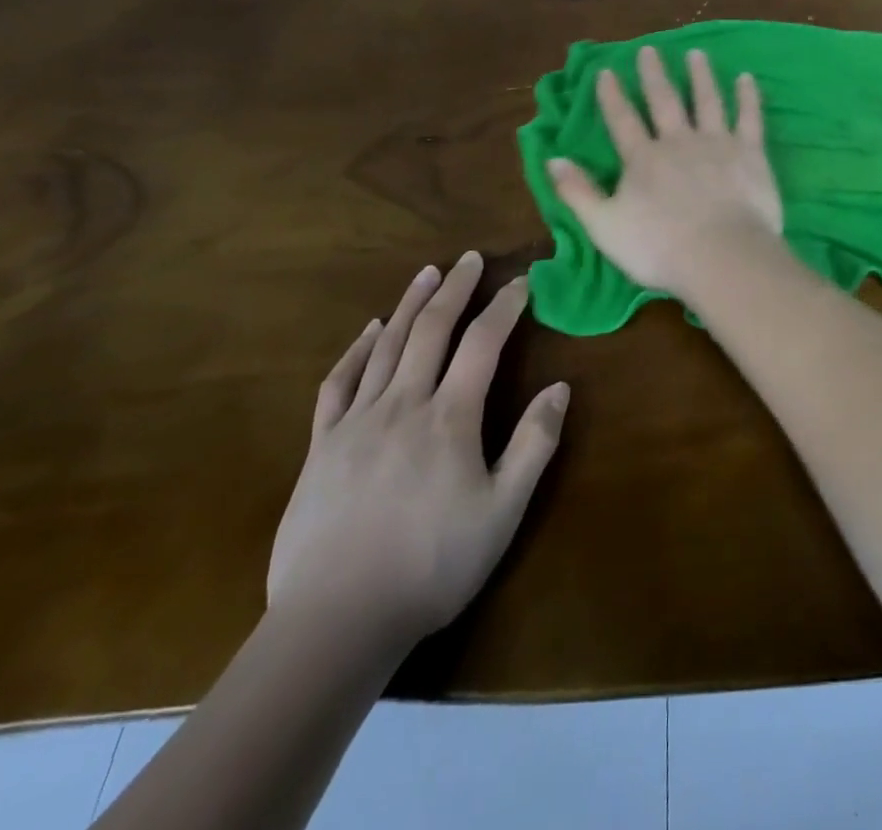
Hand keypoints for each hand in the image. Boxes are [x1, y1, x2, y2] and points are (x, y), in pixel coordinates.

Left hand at [266, 253, 568, 646]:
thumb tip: (559, 387)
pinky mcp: (321, 445)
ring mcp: (357, 421)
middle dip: (454, 289)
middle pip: (432, 330)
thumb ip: (534, 444)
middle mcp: (404, 404)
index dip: (504, 307)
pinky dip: (356, 349)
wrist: (336, 621)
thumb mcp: (503, 511)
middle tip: (468, 259)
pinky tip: (369, 330)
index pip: (483, 344)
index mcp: (451, 417)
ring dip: (409, 304)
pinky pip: (339, 383)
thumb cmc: (432, 565)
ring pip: (387, 346)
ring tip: (426, 273)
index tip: (521, 281)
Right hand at [546, 46, 784, 296]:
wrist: (721, 256)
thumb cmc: (659, 248)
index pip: (622, 120)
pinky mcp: (750, 153)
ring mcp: (717, 143)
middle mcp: (678, 141)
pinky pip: (749, 117)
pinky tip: (746, 78)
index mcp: (643, 159)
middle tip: (650, 49)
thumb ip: (578, 192)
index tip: (606, 70)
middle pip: (664, 101)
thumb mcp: (604, 226)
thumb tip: (552, 159)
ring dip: (700, 76)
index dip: (612, 95)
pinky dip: (747, 96)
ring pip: (707, 101)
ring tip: (696, 54)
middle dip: (654, 74)